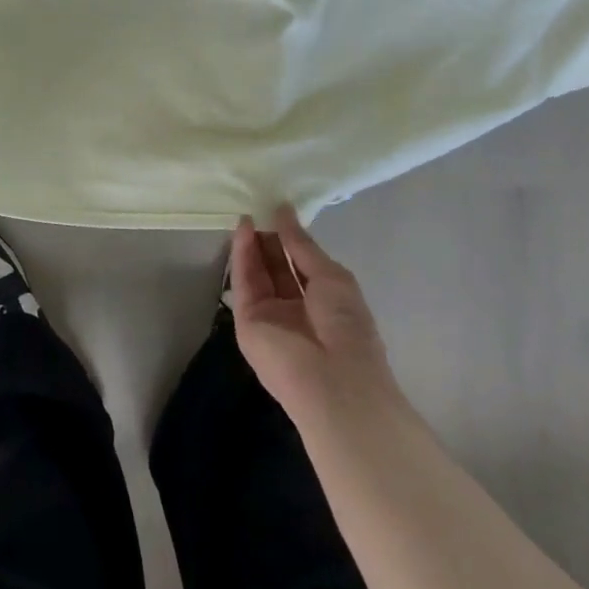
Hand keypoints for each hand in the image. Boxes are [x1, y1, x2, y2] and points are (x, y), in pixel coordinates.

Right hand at [230, 205, 409, 432]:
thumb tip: (284, 211)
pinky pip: (244, 283)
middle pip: (276, 268)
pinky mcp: (247, 322)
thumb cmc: (347, 326)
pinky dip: (241, 256)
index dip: (290, 239)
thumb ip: (302, 245)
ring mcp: (270, 317)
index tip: (278, 210)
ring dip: (252, 244)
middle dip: (268, 239)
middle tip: (259, 207)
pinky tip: (242, 230)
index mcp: (324, 303)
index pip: (301, 265)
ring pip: (257, 274)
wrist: (333, 381)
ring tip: (248, 213)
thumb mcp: (332, 277)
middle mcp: (295, 310)